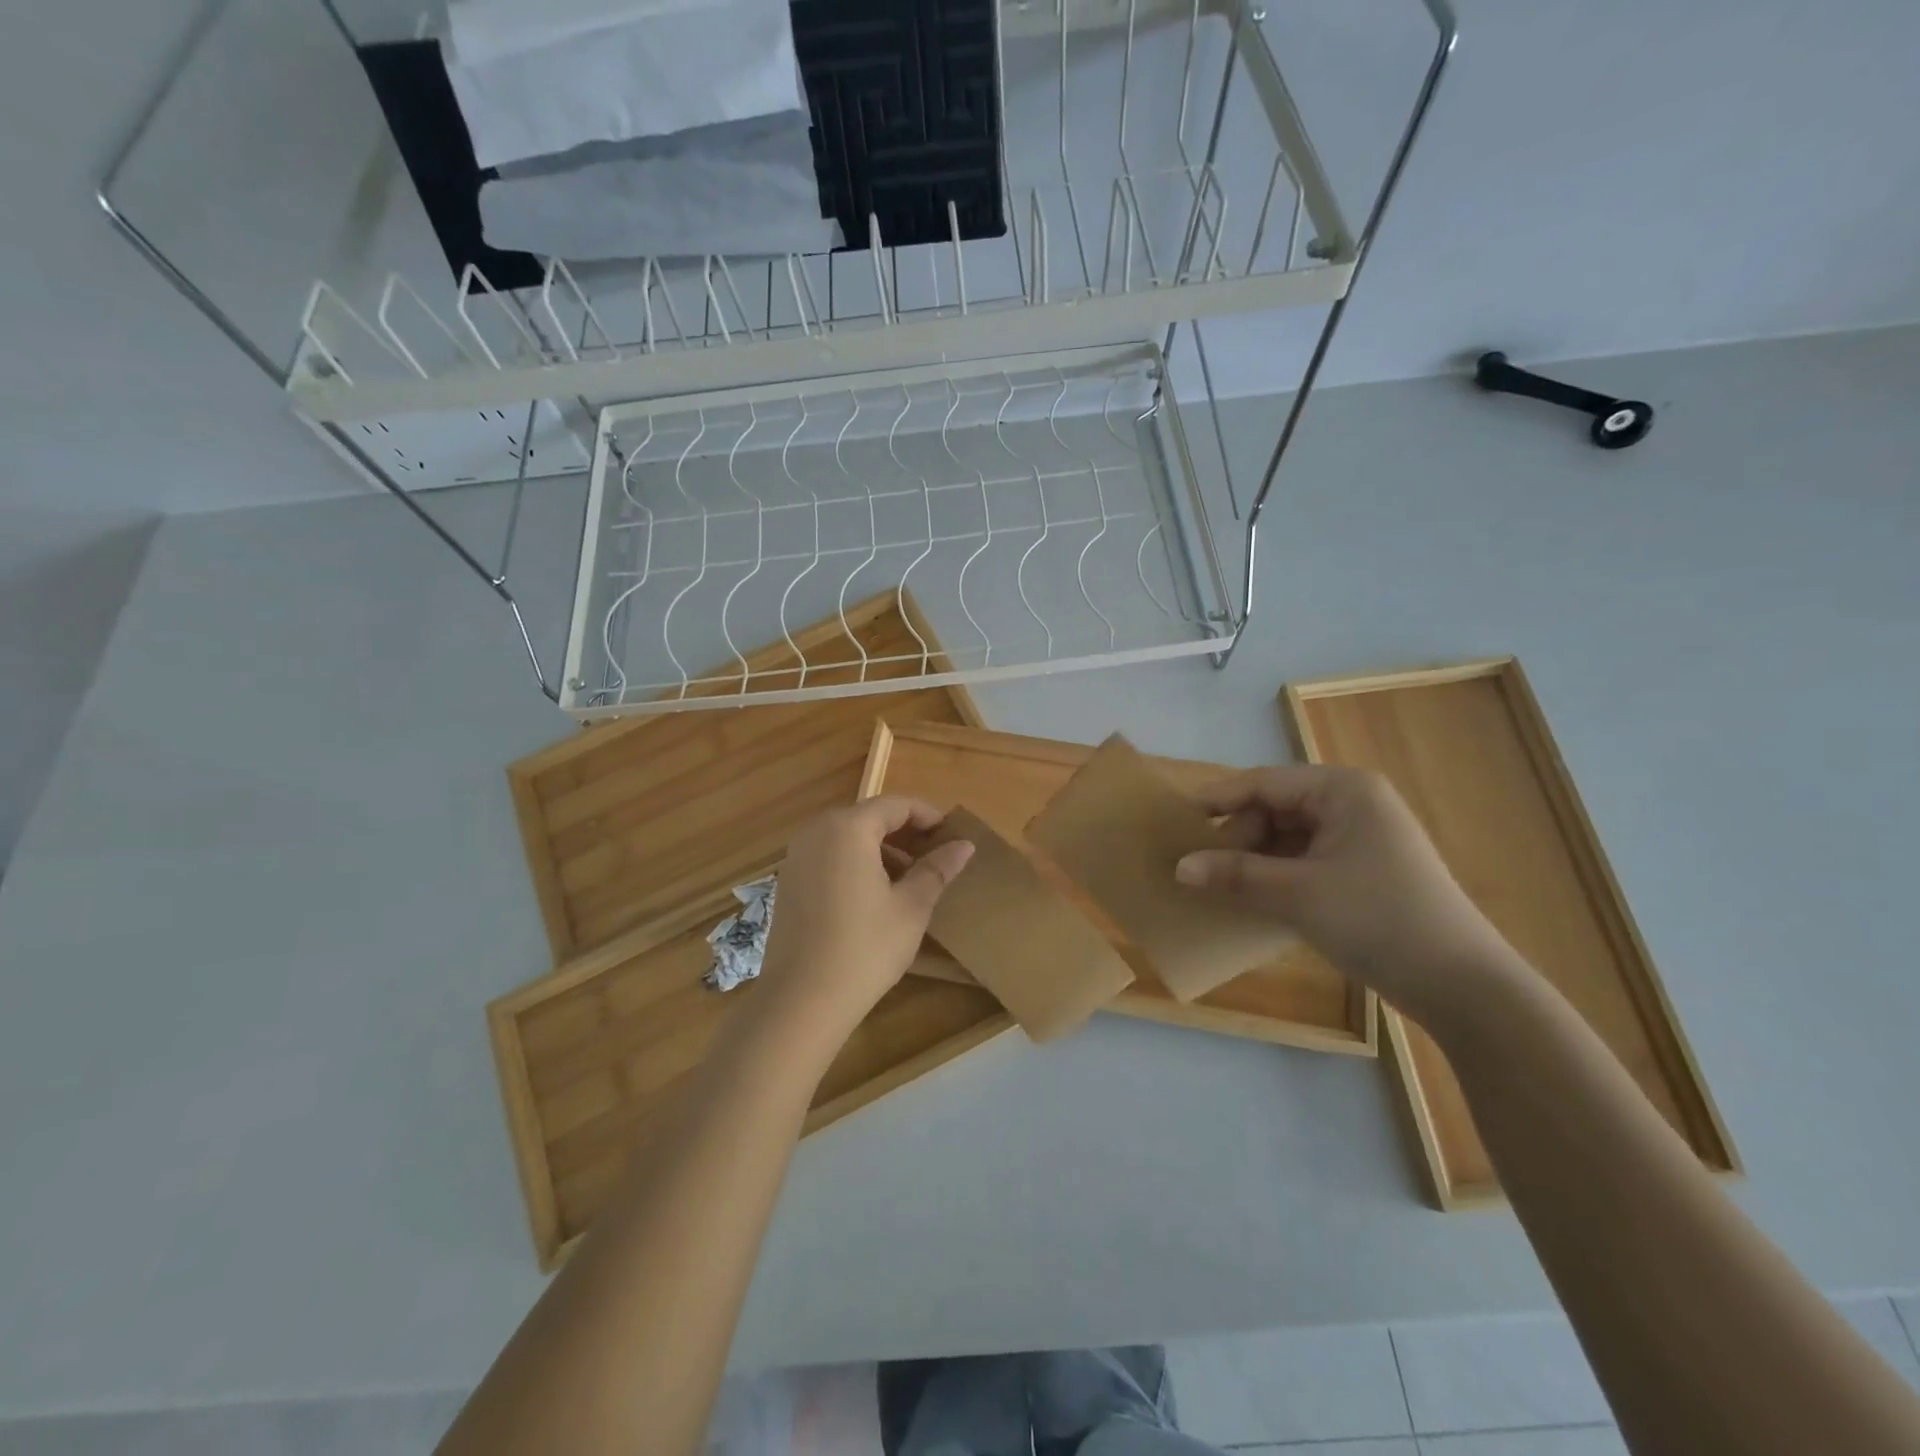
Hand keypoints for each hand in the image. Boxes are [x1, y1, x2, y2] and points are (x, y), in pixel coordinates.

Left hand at [748, 797, 974, 1047]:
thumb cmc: (865, 948)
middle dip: (905, 833)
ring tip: (910, 879)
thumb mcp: (911, 907)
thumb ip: (937, 869)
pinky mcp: (788, 881)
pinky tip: (876, 895)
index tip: (952, 837)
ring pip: (848, 837)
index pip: (896, 805)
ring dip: (881, 849)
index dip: (928, 816)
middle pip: (870, 817)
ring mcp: (797, 856)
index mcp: (848, 828)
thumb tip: (964, 845)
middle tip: (936, 858)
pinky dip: (856, 863)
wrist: (802, 1000)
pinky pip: (829, 856)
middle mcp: (817, 831)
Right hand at [1174, 765, 1517, 1023]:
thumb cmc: (1376, 919)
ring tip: (1223, 886)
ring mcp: (1361, 837)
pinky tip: (1255, 899)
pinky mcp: (1363, 870)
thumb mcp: (1296, 894)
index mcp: (1343, 790)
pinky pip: (1305, 859)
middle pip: (1274, 808)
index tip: (1177, 822)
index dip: (1217, 800)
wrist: (1461, 985)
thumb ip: (1234, 874)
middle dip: (1238, 837)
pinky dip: (1277, 875)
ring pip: (1287, 836)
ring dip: (1254, 860)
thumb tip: (1179, 866)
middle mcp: (1353, 803)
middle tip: (1204, 870)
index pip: (1263, 783)